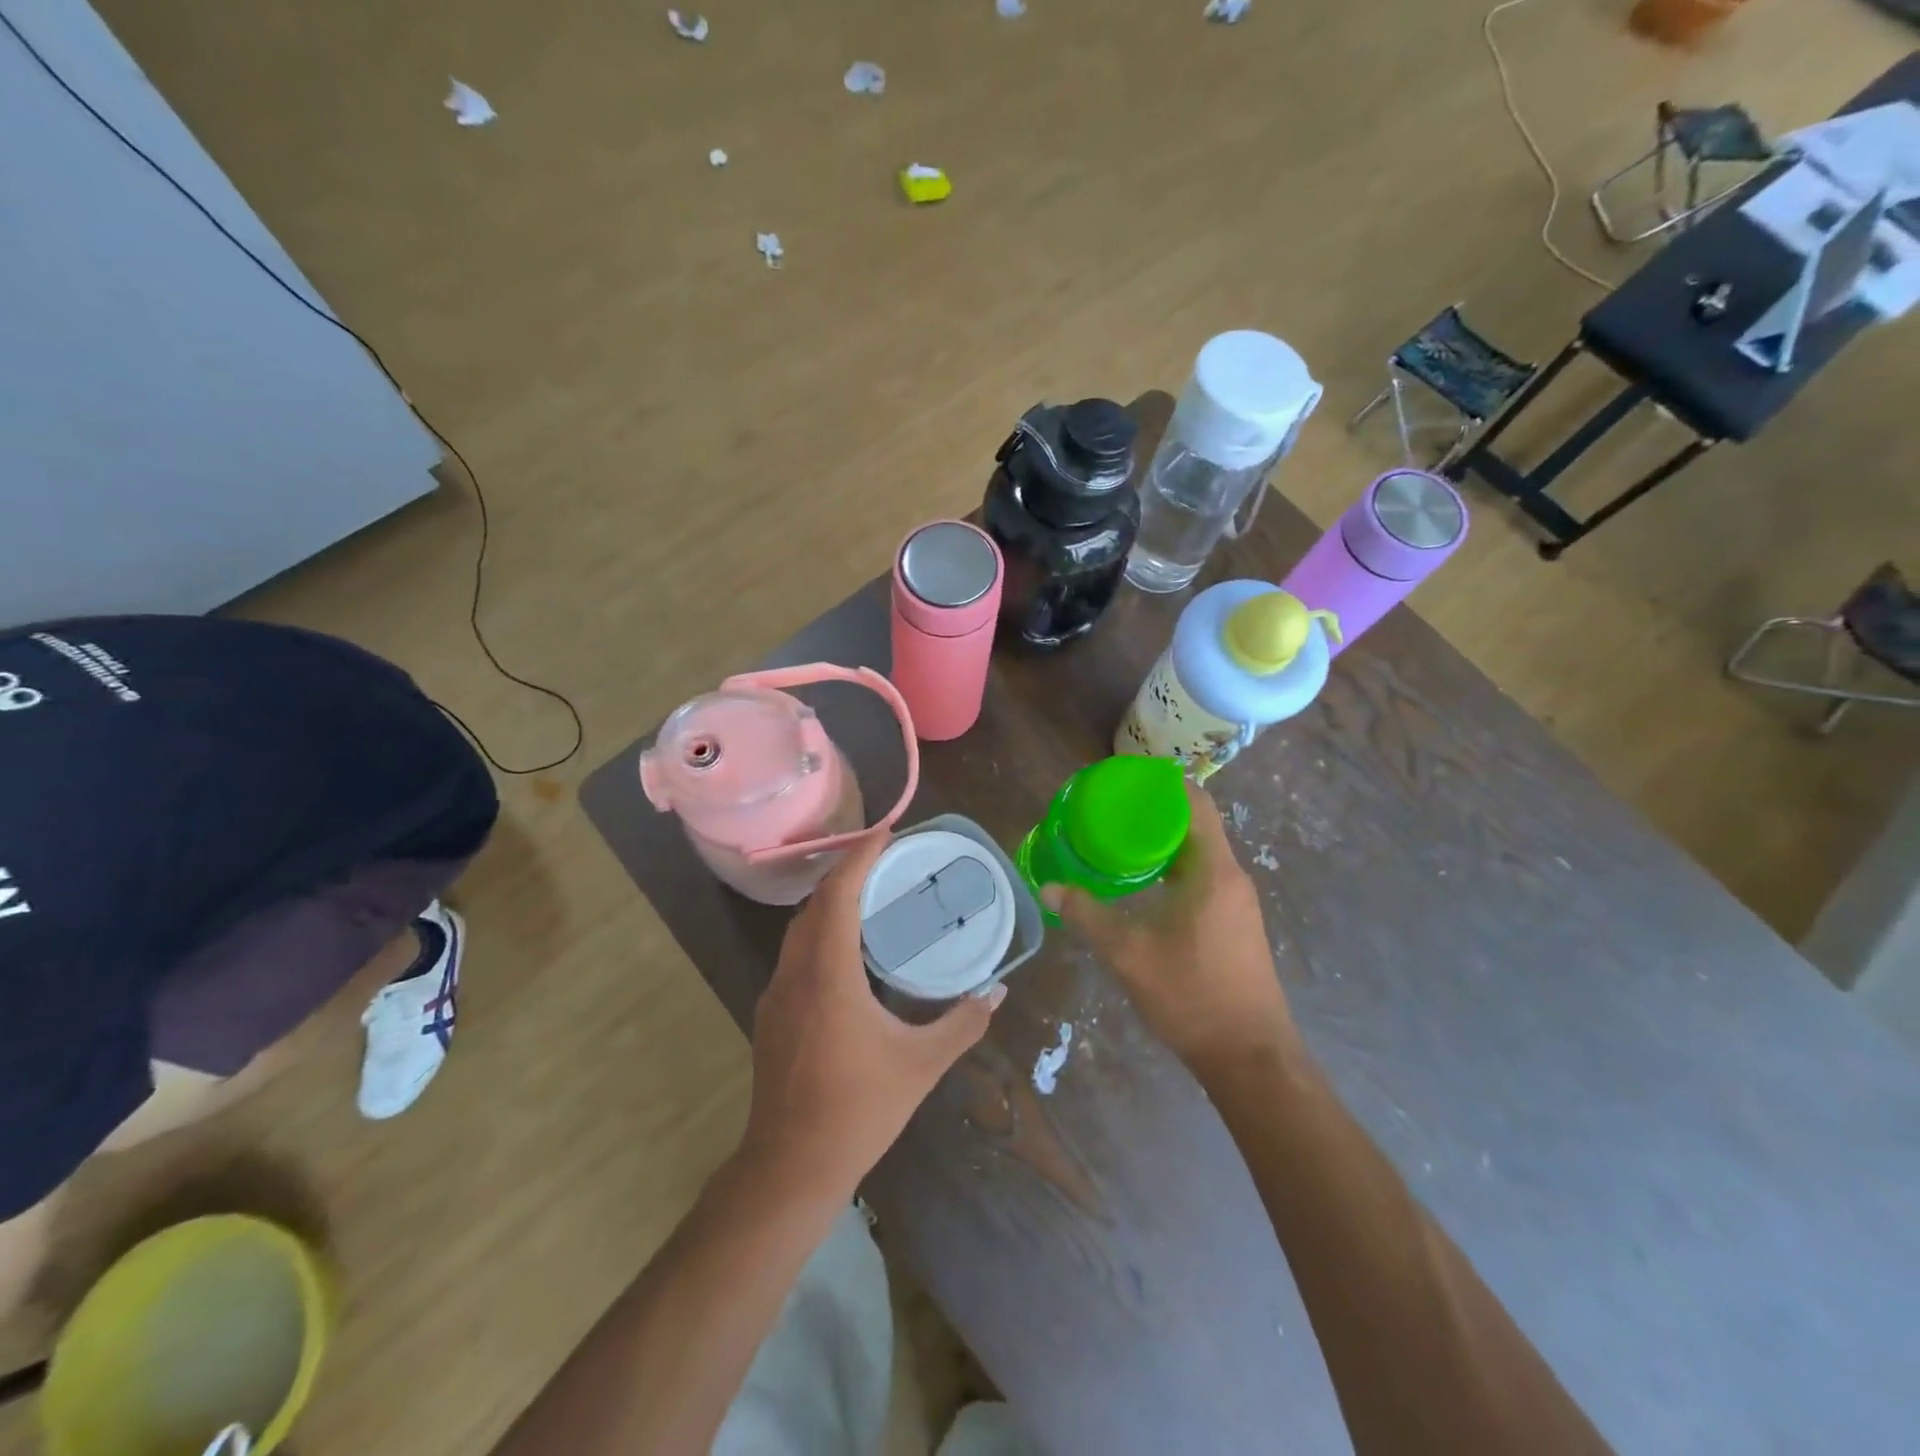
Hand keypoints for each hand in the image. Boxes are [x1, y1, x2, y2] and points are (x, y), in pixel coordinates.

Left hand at [740, 831, 1002, 1204]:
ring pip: (800, 928)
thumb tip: (996, 993)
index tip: (887, 831)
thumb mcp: (921, 1065)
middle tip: (887, 862)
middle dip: (847, 872)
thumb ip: (962, 1024)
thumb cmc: (858, 1109)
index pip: (838, 893)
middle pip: (816, 903)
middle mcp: (796, 972)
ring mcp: (776, 994)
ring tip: (870, 898)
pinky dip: (820, 933)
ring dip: (830, 903)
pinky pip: (795, 954)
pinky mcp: (771, 1015)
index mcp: (829, 973)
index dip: (861, 855)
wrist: (789, 1167)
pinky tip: (846, 953)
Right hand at [1040, 781, 1293, 1071]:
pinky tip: (1142, 884)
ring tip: (1119, 841)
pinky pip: (1202, 877)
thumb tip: (1050, 887)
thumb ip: (1087, 914)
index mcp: (1213, 870)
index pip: (1195, 802)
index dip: (1162, 783)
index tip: (1125, 780)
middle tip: (1111, 810)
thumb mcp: (1128, 952)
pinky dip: (1172, 868)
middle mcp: (1231, 876)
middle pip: (1195, 824)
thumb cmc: (1190, 994)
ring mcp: (1237, 902)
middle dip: (1154, 812)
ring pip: (1198, 853)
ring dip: (1163, 842)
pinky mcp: (1234, 923)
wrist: (1248, 1056)